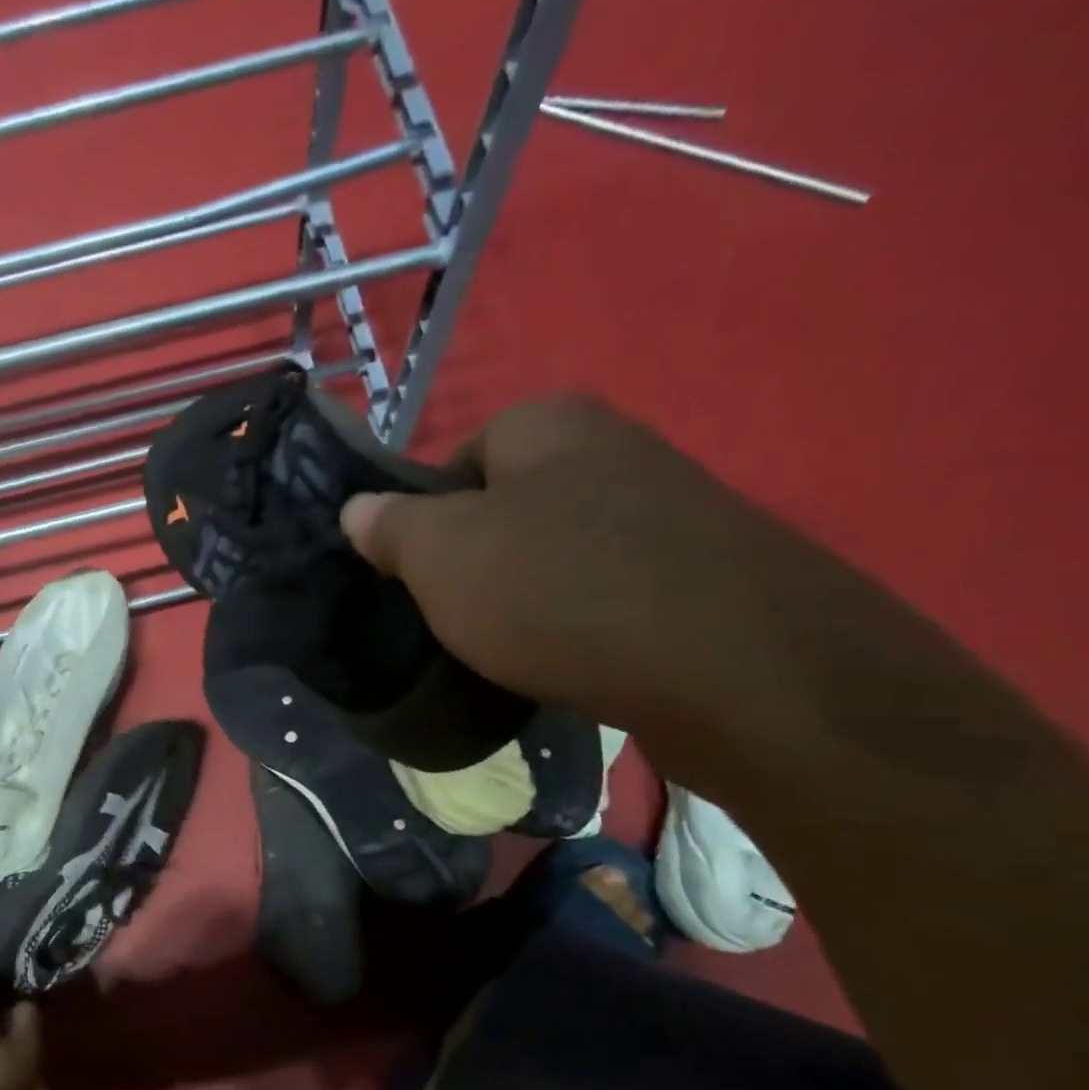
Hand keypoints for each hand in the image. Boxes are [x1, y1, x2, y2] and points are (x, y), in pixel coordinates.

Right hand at [342, 395, 807, 732]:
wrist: (731, 665)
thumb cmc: (557, 590)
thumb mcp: (440, 556)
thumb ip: (390, 526)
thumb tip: (357, 508)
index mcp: (548, 424)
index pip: (458, 459)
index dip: (426, 519)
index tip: (420, 575)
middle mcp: (614, 446)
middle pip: (510, 505)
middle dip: (478, 559)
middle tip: (457, 614)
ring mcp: (670, 507)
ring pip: (561, 550)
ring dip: (530, 593)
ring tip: (512, 647)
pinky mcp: (704, 571)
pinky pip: (611, 588)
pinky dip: (584, 621)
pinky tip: (574, 660)